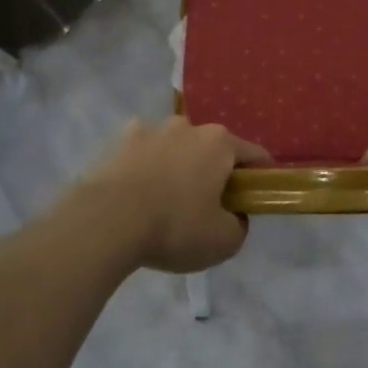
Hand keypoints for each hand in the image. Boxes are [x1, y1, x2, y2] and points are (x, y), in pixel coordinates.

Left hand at [71, 117, 266, 273]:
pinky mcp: (118, 142)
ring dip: (177, 165)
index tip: (255, 199)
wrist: (106, 222)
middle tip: (208, 206)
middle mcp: (188, 126)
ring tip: (166, 201)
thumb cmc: (174, 227)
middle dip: (214, 171)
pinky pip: (142, 153)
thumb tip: (234, 215)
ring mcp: (151, 129)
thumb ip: (239, 225)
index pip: (254, 155)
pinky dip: (145, 167)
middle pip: (212, 148)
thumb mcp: (224, 241)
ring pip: (175, 147)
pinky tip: (137, 193)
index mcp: (220, 143)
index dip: (260, 177)